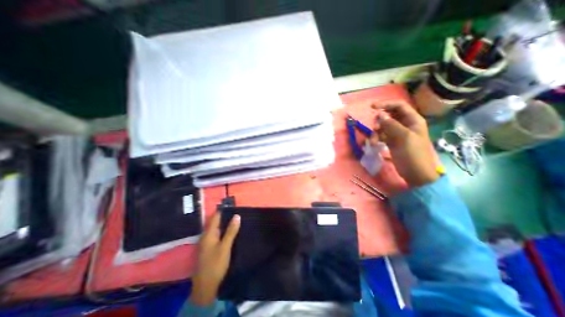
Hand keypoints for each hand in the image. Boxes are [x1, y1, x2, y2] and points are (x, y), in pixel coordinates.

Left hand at [188, 211, 238, 304]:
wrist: (205, 286)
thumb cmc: (216, 264)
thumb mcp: (225, 247)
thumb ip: (231, 231)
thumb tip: (237, 215)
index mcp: (208, 234)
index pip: (216, 217)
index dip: (223, 210)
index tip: (233, 205)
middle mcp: (205, 236)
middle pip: (215, 222)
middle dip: (224, 216)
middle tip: (236, 211)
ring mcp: (206, 242)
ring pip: (215, 228)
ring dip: (224, 223)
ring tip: (235, 219)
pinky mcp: (208, 248)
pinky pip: (215, 234)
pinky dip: (222, 230)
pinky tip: (229, 231)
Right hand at [377, 102, 437, 186]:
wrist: (415, 173)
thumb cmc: (413, 154)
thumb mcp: (403, 137)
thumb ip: (391, 125)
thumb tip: (379, 115)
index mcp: (413, 120)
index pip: (399, 106)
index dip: (386, 104)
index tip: (372, 107)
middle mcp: (405, 125)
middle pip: (390, 116)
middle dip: (380, 121)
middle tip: (374, 128)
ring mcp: (398, 134)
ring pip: (384, 127)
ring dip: (376, 132)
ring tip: (373, 141)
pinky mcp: (392, 142)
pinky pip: (382, 135)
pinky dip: (376, 138)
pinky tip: (373, 144)